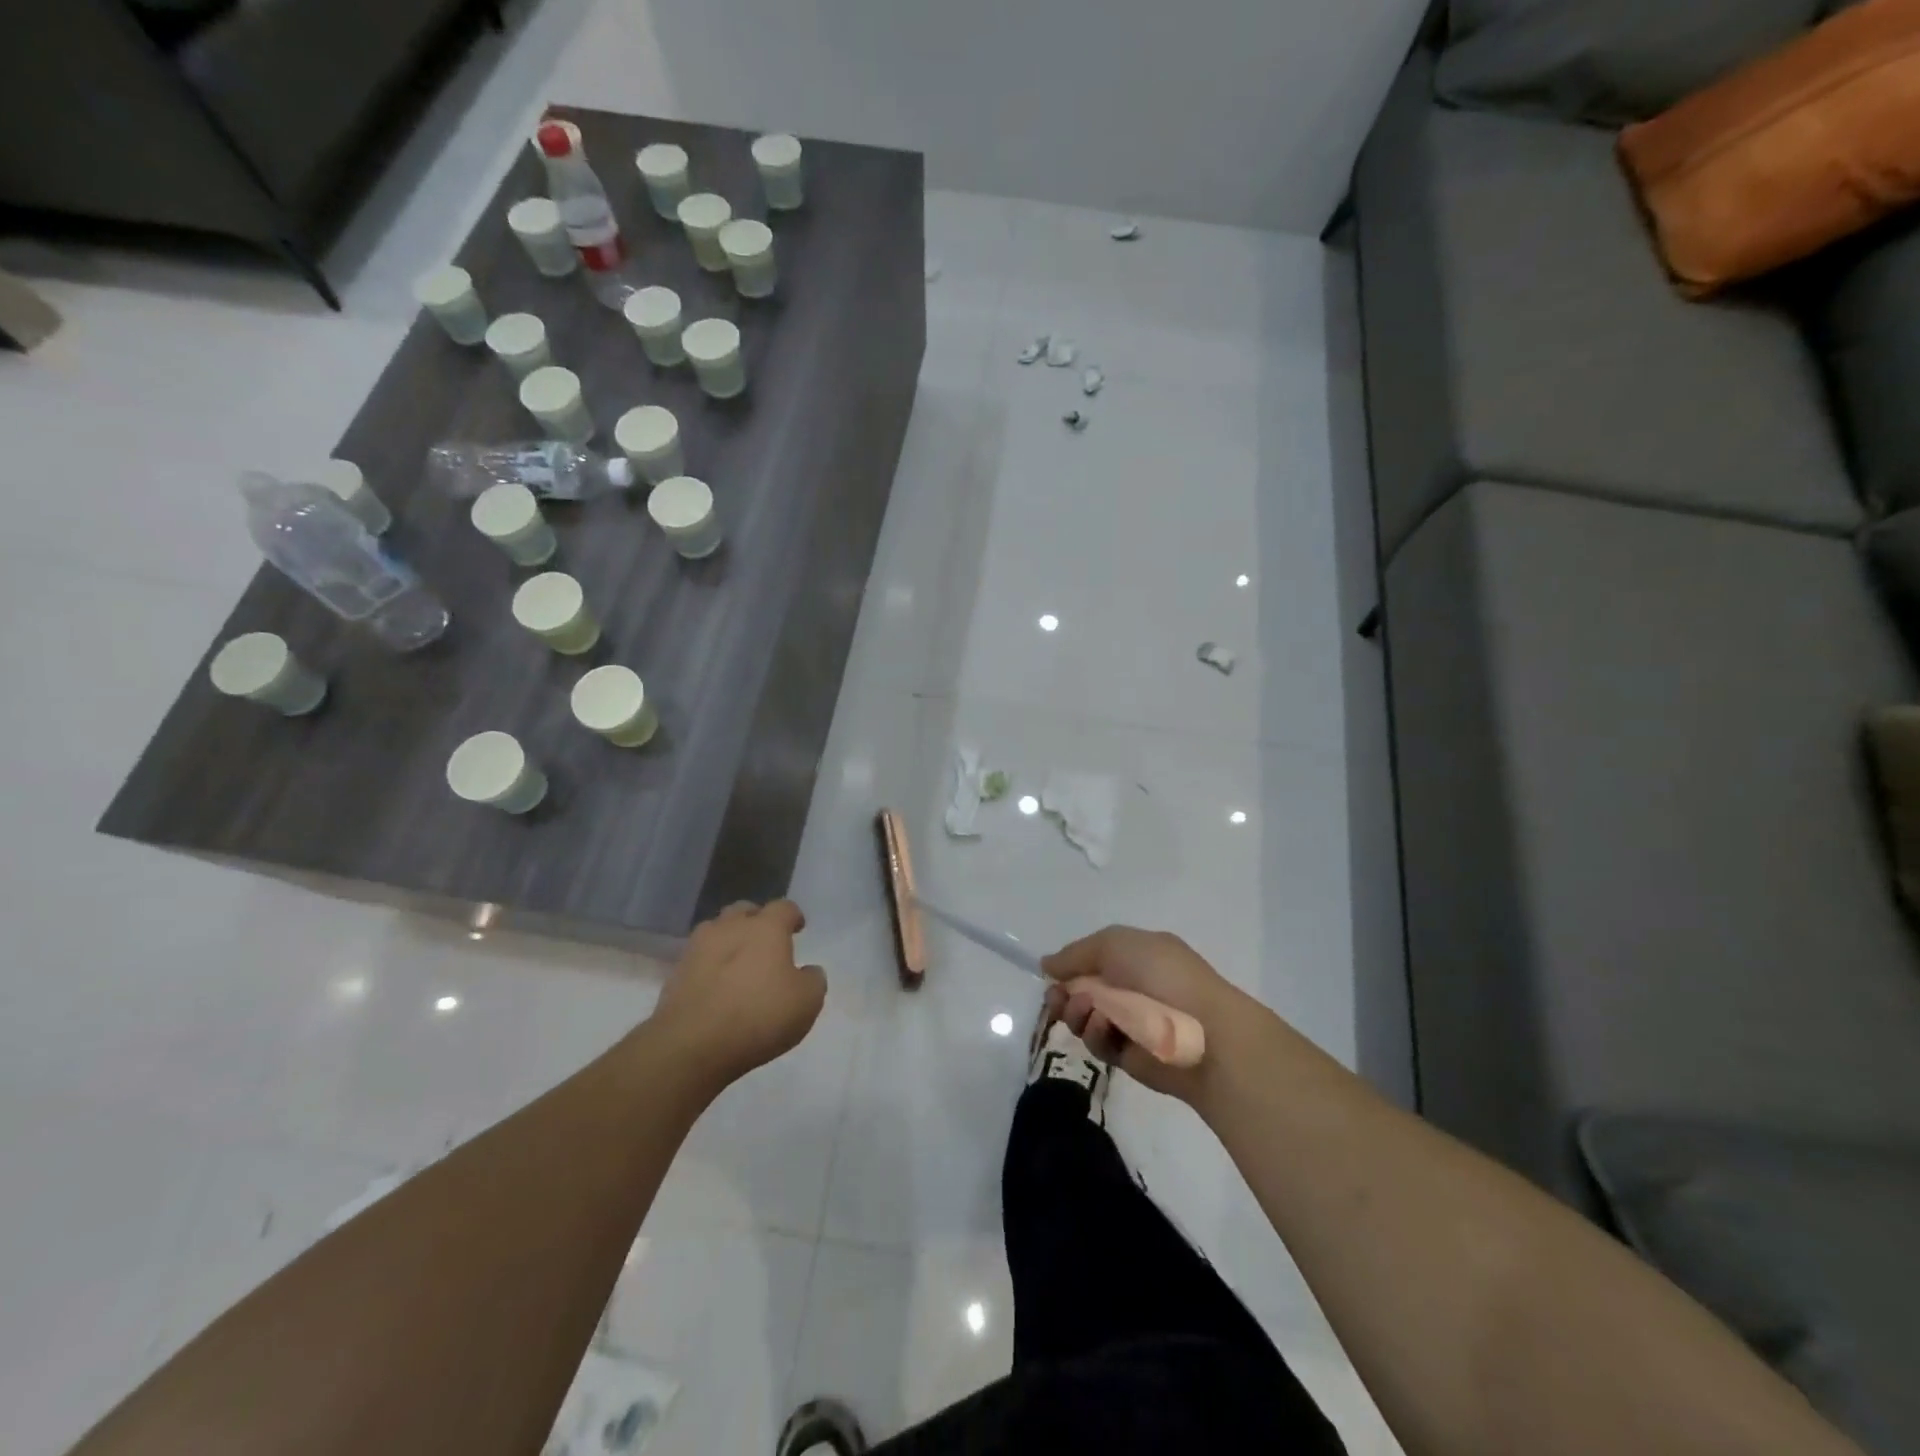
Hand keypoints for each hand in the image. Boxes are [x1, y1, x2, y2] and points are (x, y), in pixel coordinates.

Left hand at [651, 900, 825, 1089]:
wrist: (691, 1046)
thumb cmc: (759, 1016)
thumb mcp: (807, 1002)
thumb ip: (813, 980)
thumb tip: (808, 971)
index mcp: (766, 928)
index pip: (784, 907)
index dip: (793, 916)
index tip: (798, 928)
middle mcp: (730, 928)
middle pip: (744, 910)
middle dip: (756, 920)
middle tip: (766, 941)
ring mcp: (698, 948)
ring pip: (716, 930)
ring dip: (729, 939)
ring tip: (738, 961)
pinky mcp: (676, 974)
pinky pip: (699, 959)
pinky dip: (710, 965)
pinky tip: (717, 986)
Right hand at [1041, 926, 1252, 1100]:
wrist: (1203, 1032)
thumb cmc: (1162, 976)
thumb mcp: (1115, 944)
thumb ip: (1076, 953)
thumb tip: (1047, 964)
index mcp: (1137, 956)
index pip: (1093, 959)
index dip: (1070, 966)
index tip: (1051, 975)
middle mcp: (1133, 987)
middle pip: (1083, 990)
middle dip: (1065, 993)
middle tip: (1056, 999)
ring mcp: (1132, 1022)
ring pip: (1086, 1017)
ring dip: (1077, 1012)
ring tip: (1084, 1011)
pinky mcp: (1130, 1055)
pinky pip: (1099, 1043)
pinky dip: (1095, 1034)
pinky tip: (1102, 1027)